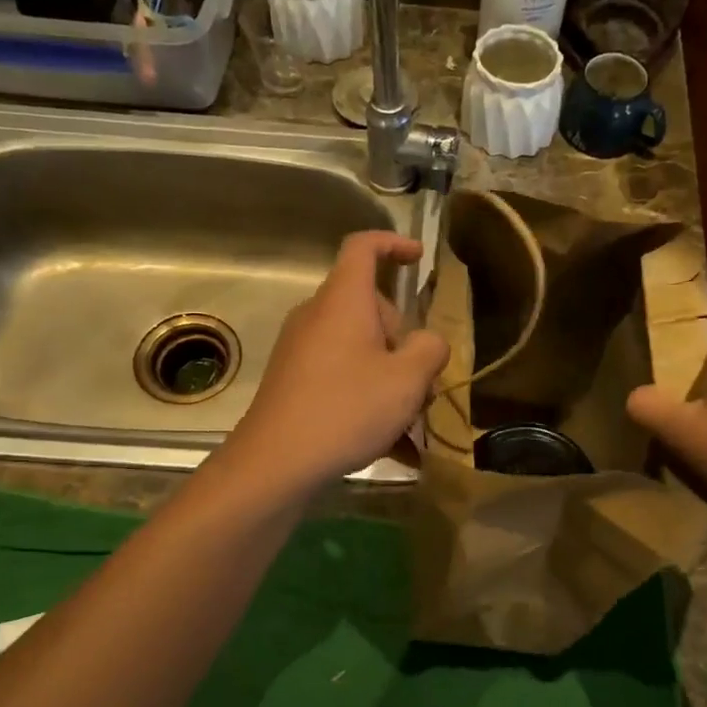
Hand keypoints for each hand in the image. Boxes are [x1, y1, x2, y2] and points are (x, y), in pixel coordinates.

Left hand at [225, 231, 448, 490]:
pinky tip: (394, 448)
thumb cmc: (347, 409)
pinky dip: (369, 400)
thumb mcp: (407, 380)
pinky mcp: (295, 382)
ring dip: (390, 377)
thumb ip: (430, 350)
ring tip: (412, 425)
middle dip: (403, 340)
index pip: (363, 248)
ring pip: (360, 349)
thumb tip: (429, 342)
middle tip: (423, 382)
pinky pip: (343, 378)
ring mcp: (302, 350)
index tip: (419, 259)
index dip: (393, 245)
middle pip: (370, 309)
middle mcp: (318, 316)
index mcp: (344, 301)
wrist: (276, 462)